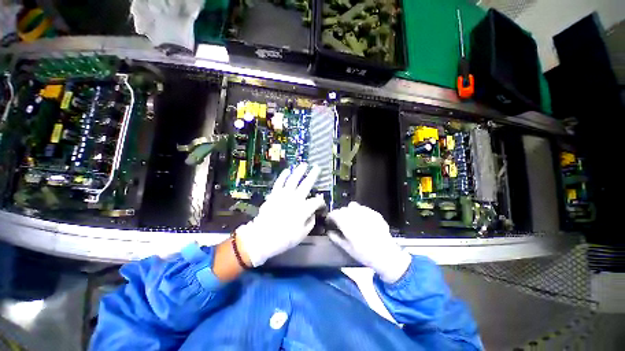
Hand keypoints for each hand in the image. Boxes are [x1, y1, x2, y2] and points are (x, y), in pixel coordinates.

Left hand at [236, 163, 325, 266]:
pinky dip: (283, 176)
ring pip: (293, 179)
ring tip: (304, 165)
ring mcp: (283, 195)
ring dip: (299, 171)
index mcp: (304, 209)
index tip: (321, 205)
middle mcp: (295, 199)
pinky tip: (287, 171)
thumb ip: (311, 221)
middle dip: (313, 175)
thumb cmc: (284, 238)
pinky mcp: (274, 195)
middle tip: (317, 168)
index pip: (317, 201)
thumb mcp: (302, 234)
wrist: (262, 238)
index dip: (321, 202)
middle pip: (307, 184)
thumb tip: (313, 212)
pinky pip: (279, 183)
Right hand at [327, 202, 411, 282]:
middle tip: (340, 223)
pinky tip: (363, 221)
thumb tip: (329, 232)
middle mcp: (355, 214)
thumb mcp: (347, 249)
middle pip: (343, 209)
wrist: (387, 256)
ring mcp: (366, 212)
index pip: (334, 213)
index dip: (330, 217)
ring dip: (349, 211)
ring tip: (352, 219)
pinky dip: (360, 212)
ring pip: (353, 206)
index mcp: (347, 223)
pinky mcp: (375, 213)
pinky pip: (363, 208)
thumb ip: (336, 238)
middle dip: (340, 214)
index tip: (330, 221)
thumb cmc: (364, 254)